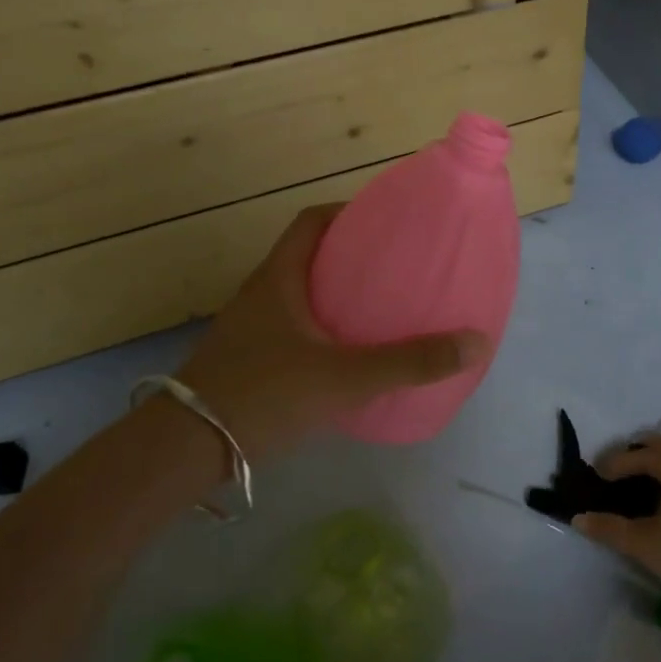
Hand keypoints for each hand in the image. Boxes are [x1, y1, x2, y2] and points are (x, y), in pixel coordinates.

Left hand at [175, 204, 489, 459]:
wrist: (186, 449)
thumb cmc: (264, 394)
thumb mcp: (345, 377)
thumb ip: (409, 362)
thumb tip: (474, 342)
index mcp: (279, 278)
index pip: (312, 221)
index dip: (348, 212)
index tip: (386, 221)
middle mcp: (262, 293)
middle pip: (308, 255)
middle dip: (351, 255)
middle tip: (395, 267)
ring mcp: (250, 328)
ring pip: (300, 294)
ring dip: (336, 294)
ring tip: (380, 308)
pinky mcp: (248, 359)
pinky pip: (292, 327)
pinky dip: (322, 329)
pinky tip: (347, 356)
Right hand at [573, 435, 660, 598]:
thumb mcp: (644, 542)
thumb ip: (610, 528)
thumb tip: (578, 517)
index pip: (632, 456)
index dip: (610, 466)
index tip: (594, 480)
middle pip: (659, 444)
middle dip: (636, 453)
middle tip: (618, 472)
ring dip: (657, 461)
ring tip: (640, 481)